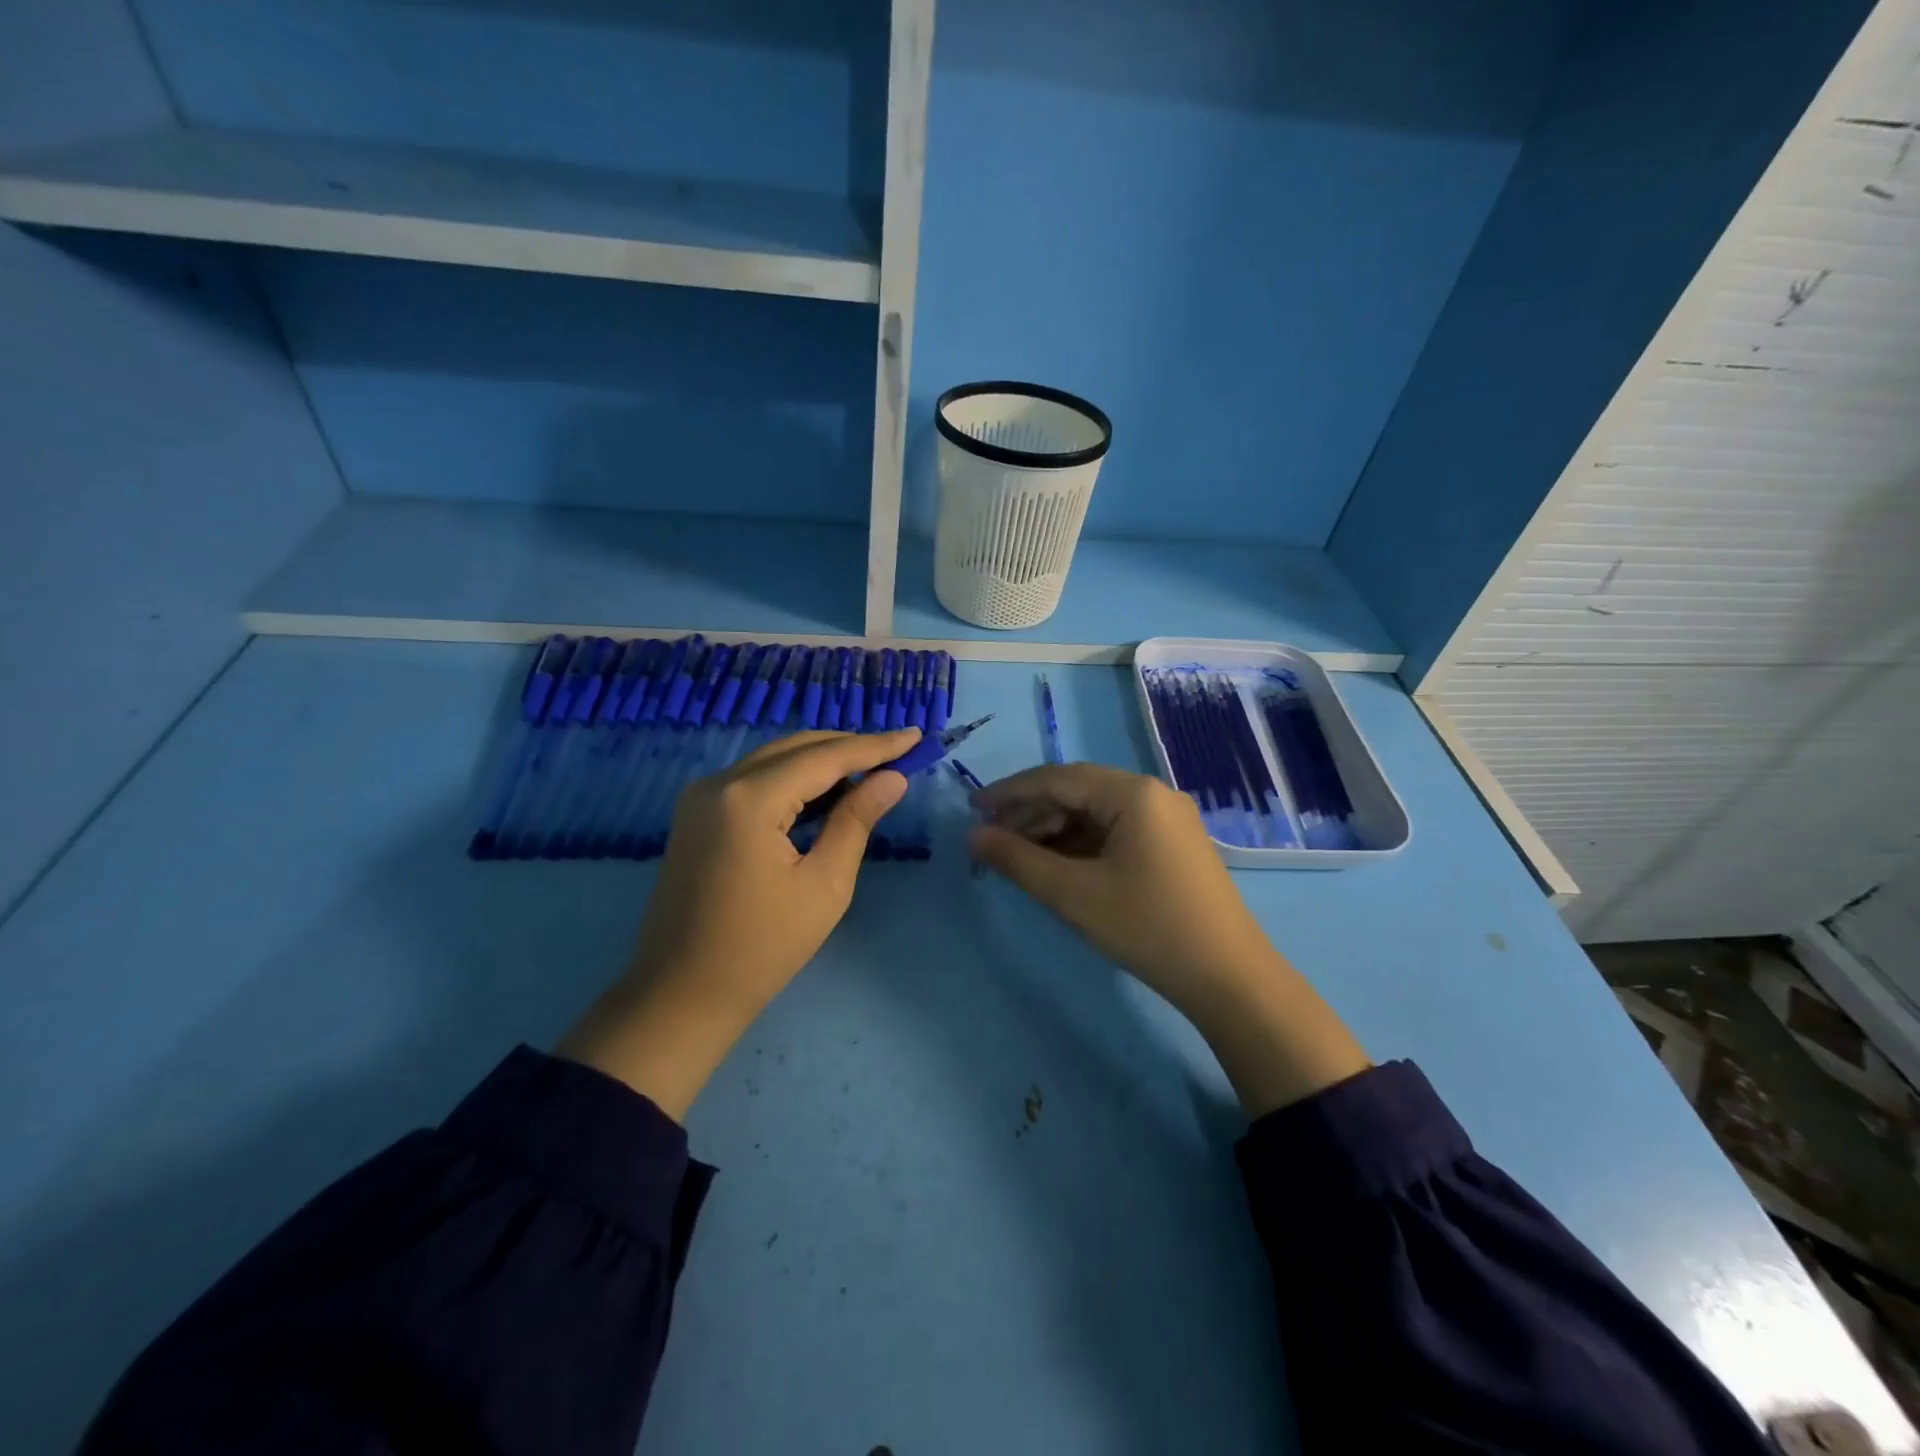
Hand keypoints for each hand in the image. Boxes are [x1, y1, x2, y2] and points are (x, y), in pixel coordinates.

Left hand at [558, 727, 920, 1118]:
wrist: (680, 995)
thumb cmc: (762, 949)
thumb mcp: (824, 886)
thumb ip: (856, 821)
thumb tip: (892, 779)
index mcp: (749, 799)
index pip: (825, 757)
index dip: (875, 746)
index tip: (916, 736)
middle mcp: (719, 782)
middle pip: (797, 748)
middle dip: (850, 748)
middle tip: (899, 753)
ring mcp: (701, 796)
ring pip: (775, 759)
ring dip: (823, 762)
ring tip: (872, 771)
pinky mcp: (696, 813)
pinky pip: (755, 779)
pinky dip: (793, 779)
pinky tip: (826, 792)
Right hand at [969, 763, 1369, 1114]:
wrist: (1228, 977)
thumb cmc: (1146, 927)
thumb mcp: (1071, 894)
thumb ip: (1016, 860)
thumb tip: (973, 836)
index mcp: (1132, 792)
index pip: (1057, 778)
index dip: (1009, 792)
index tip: (971, 808)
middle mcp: (1153, 794)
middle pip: (1077, 791)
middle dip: (1030, 812)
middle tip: (991, 838)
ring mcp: (1167, 819)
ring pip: (1096, 812)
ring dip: (1054, 829)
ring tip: (1017, 854)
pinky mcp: (1172, 844)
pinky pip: (1116, 830)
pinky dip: (1082, 843)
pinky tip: (1058, 864)